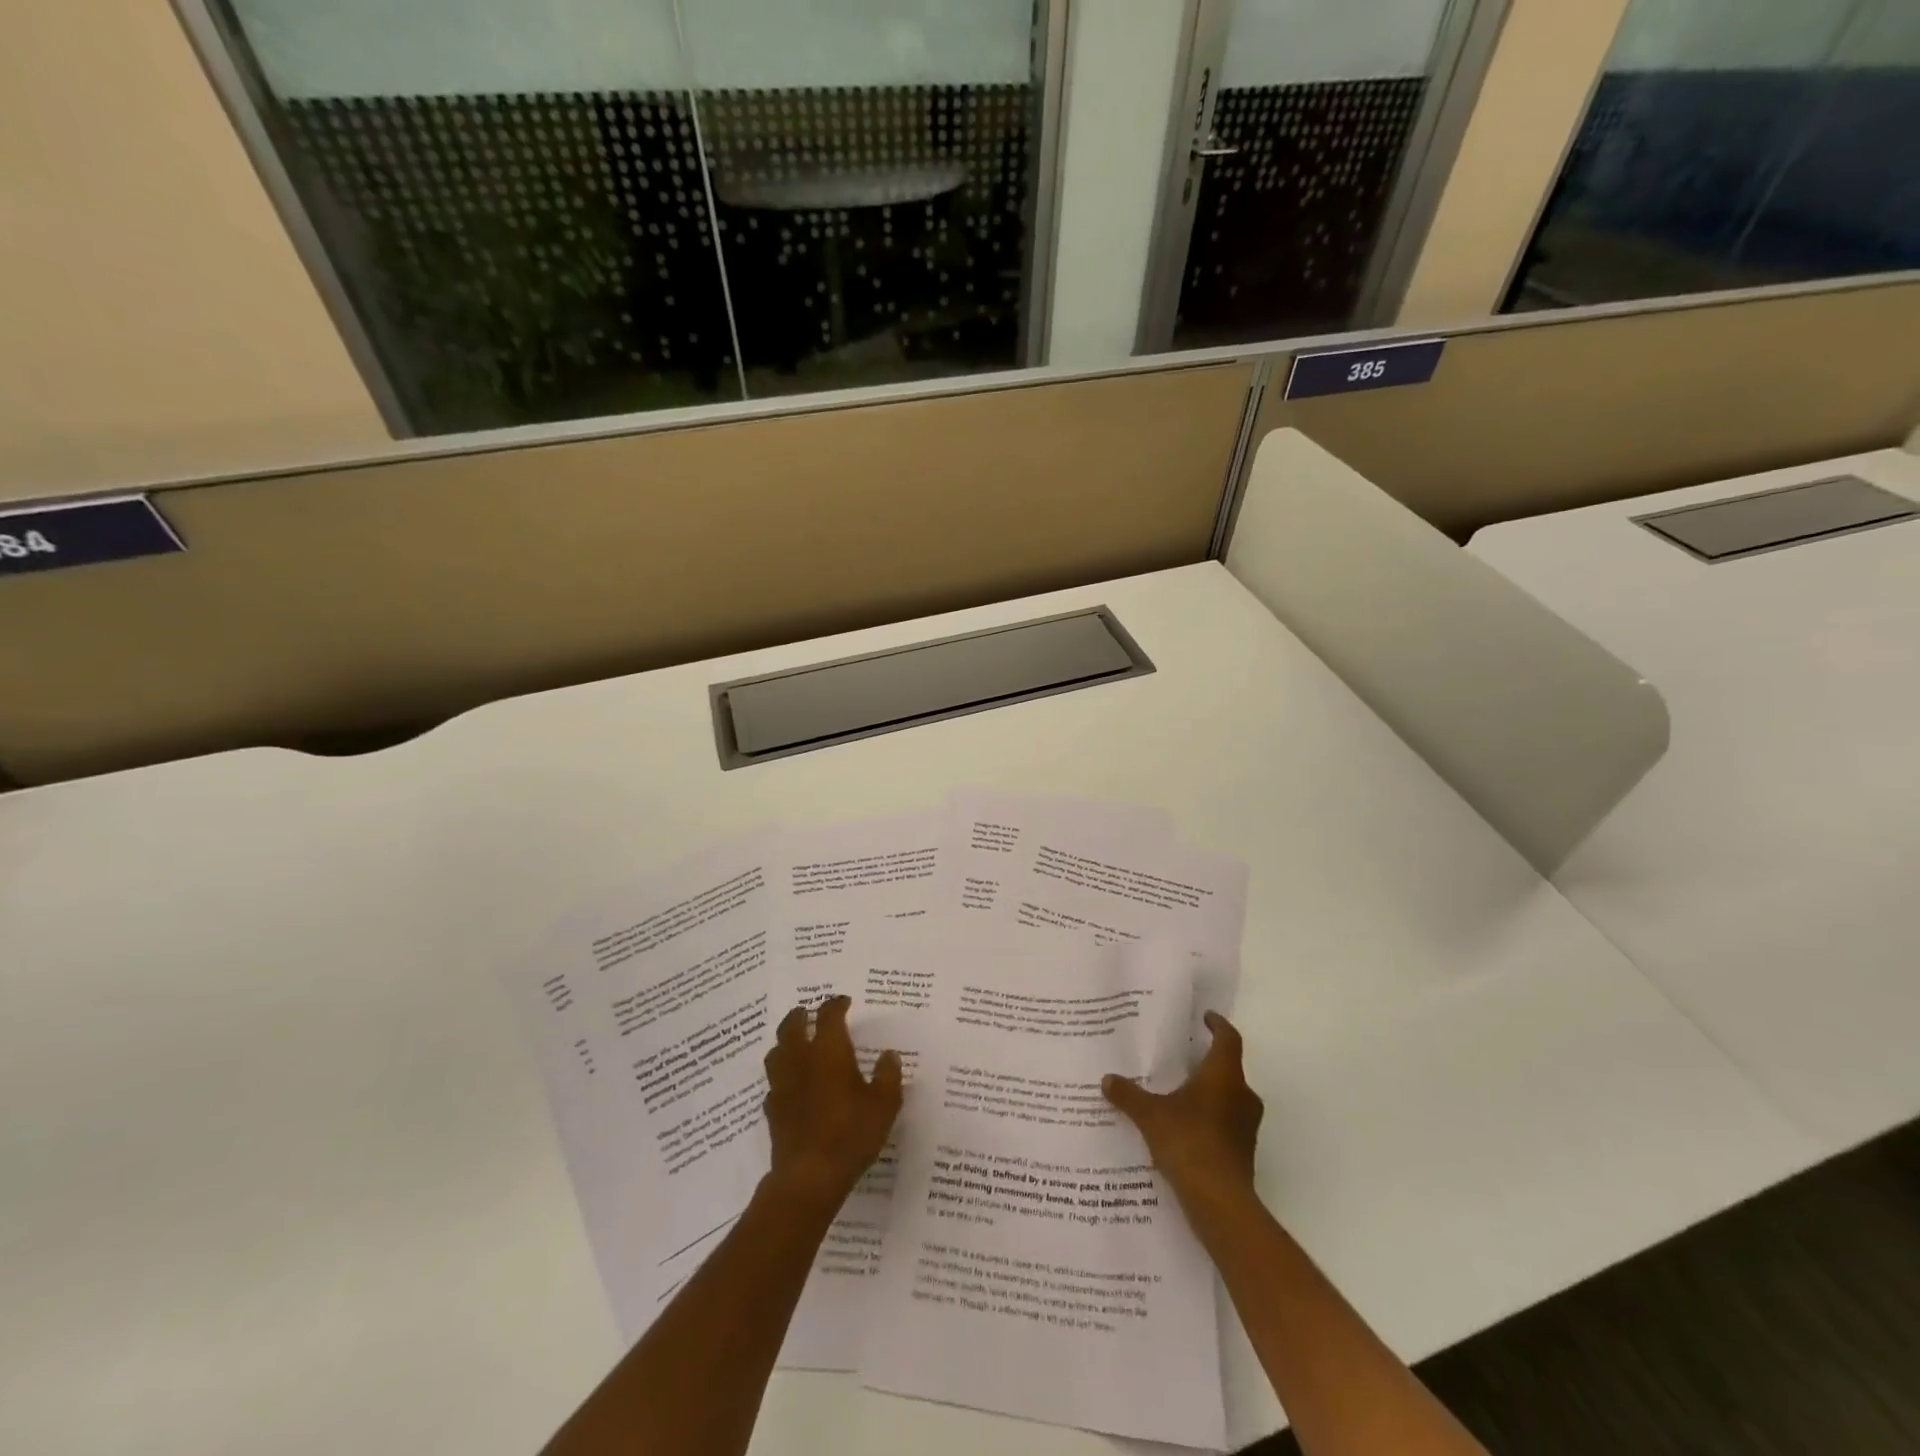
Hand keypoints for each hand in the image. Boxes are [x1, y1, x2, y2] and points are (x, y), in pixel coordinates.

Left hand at [762, 996, 902, 1212]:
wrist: (809, 1176)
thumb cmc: (851, 1133)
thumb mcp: (884, 1104)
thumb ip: (888, 1075)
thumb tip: (889, 1055)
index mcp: (829, 1051)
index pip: (828, 1015)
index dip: (836, 1004)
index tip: (844, 1002)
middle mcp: (801, 1060)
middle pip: (792, 1026)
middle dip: (800, 1015)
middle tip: (808, 1012)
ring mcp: (782, 1085)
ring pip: (776, 1052)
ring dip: (785, 1042)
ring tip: (795, 1043)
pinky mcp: (772, 1110)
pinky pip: (774, 1083)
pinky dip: (782, 1077)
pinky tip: (791, 1086)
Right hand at [1103, 1011, 1262, 1212]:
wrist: (1220, 1202)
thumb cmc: (1188, 1142)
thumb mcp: (1150, 1115)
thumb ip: (1129, 1095)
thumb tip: (1107, 1079)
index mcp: (1224, 1076)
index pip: (1228, 1039)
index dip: (1218, 1025)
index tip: (1206, 1017)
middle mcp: (1242, 1095)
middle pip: (1229, 1069)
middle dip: (1208, 1063)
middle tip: (1183, 1059)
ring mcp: (1246, 1126)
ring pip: (1230, 1098)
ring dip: (1210, 1094)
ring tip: (1180, 1095)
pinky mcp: (1244, 1152)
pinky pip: (1227, 1124)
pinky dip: (1210, 1120)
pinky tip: (1185, 1129)